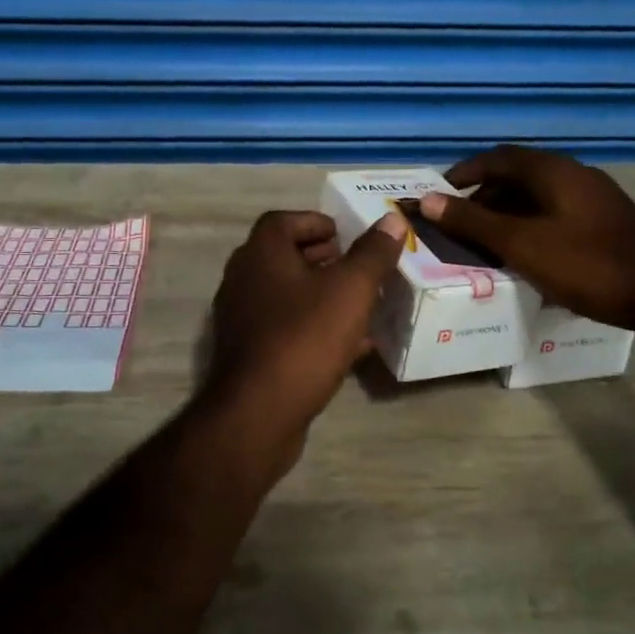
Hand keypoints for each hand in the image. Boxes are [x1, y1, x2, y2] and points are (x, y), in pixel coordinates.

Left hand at [203, 209, 406, 451]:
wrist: (259, 412)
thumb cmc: (305, 337)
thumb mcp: (351, 290)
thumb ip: (372, 253)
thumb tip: (392, 221)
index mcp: (261, 253)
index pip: (283, 221)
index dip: (316, 222)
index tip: (346, 235)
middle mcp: (243, 278)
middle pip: (284, 256)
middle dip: (322, 258)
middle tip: (357, 267)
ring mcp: (241, 317)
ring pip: (286, 294)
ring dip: (320, 294)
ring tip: (359, 303)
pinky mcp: (248, 352)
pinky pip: (285, 328)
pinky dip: (314, 327)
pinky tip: (349, 346)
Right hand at [417, 146, 634, 330]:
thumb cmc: (589, 264)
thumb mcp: (522, 244)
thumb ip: (473, 222)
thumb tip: (426, 200)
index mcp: (553, 171)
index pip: (497, 157)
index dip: (463, 172)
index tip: (438, 194)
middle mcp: (574, 175)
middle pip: (518, 176)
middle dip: (483, 198)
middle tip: (459, 225)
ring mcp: (595, 199)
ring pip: (538, 198)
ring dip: (508, 215)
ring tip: (487, 244)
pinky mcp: (608, 224)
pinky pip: (556, 216)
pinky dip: (532, 228)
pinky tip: (528, 257)